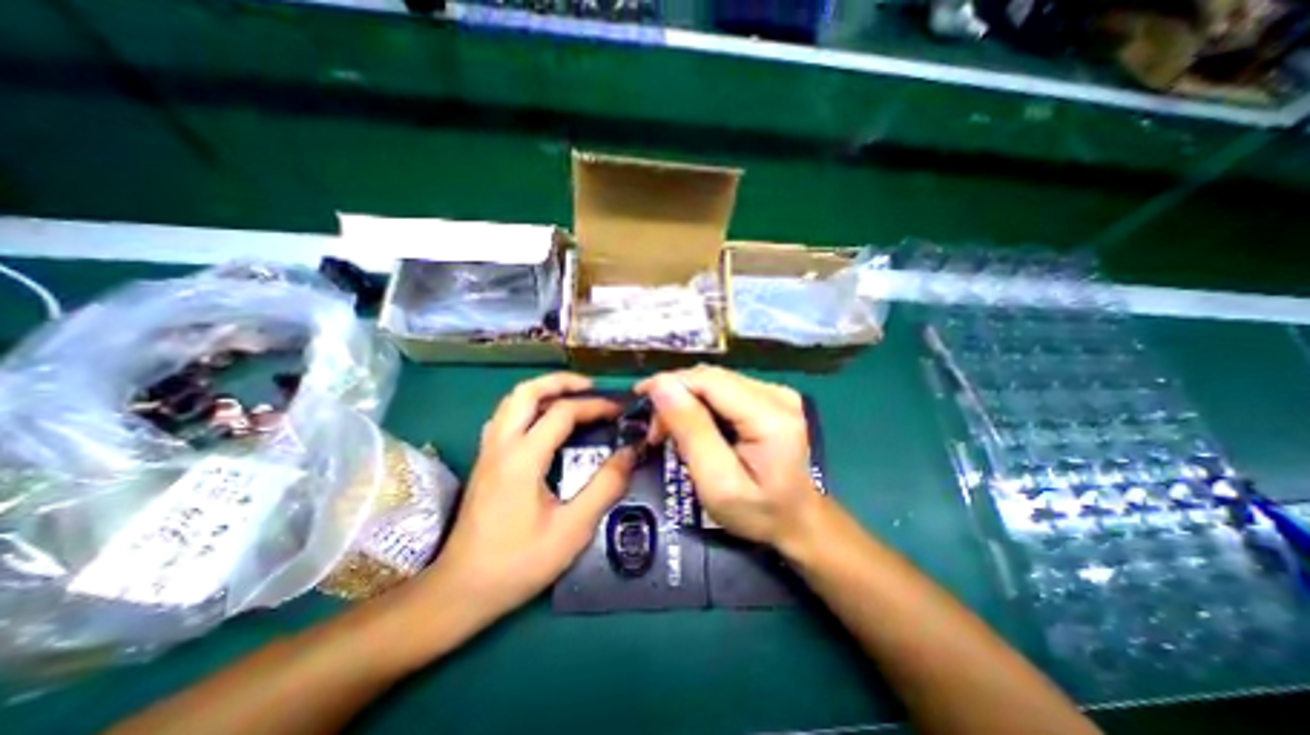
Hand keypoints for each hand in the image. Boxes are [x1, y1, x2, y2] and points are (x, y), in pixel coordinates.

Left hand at [423, 376, 636, 634]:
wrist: (460, 591)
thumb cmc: (518, 562)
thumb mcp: (572, 529)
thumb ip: (605, 486)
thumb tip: (631, 453)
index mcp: (523, 458)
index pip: (562, 412)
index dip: (595, 406)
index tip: (620, 411)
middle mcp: (501, 445)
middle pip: (527, 391)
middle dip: (561, 381)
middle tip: (591, 388)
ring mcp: (488, 451)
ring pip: (512, 401)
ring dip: (543, 391)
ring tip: (571, 398)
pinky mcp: (484, 461)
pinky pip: (505, 417)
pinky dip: (527, 407)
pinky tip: (543, 423)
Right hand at [634, 364, 816, 547]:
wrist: (797, 520)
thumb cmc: (758, 511)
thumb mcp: (717, 482)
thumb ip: (691, 431)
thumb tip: (661, 386)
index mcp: (770, 415)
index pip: (709, 380)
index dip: (670, 382)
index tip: (640, 398)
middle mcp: (777, 393)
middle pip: (711, 377)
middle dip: (676, 395)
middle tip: (656, 429)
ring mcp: (776, 392)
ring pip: (714, 381)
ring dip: (687, 399)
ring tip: (671, 430)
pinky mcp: (770, 397)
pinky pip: (724, 389)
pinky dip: (702, 403)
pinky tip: (694, 424)